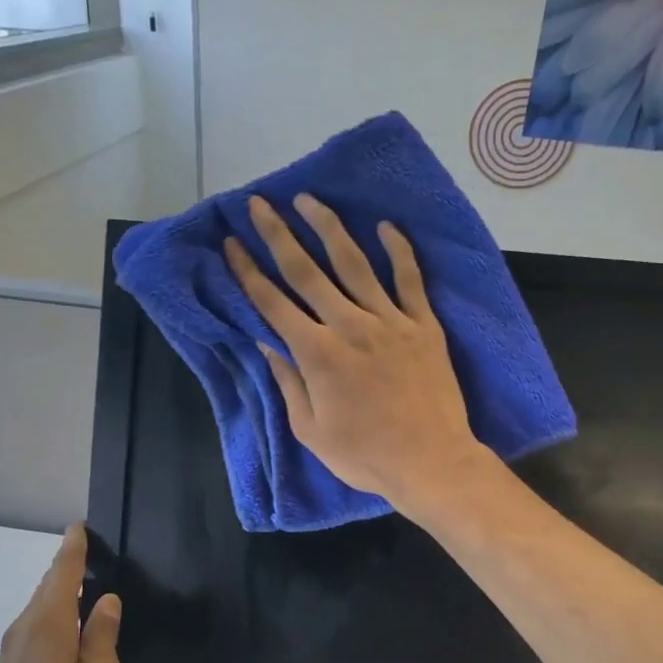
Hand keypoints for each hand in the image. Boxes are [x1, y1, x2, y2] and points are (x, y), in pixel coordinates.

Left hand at [0, 526, 122, 662]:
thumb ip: (102, 635)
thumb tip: (105, 600)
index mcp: (48, 626)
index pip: (61, 574)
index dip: (72, 550)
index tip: (79, 528)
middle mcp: (24, 632)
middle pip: (47, 589)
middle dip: (66, 569)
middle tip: (91, 554)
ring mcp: (12, 655)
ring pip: (39, 611)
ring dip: (59, 595)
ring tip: (86, 589)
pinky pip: (34, 630)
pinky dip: (53, 618)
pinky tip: (69, 632)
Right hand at [224, 194, 488, 515]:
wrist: (432, 462)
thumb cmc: (366, 456)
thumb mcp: (311, 430)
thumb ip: (288, 382)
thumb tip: (265, 342)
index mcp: (317, 354)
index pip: (272, 303)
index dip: (247, 271)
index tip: (231, 243)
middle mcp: (350, 326)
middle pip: (307, 271)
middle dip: (278, 234)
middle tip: (259, 203)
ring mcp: (391, 321)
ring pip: (355, 263)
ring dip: (329, 227)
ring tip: (309, 200)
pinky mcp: (424, 325)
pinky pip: (410, 279)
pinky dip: (399, 250)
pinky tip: (386, 226)